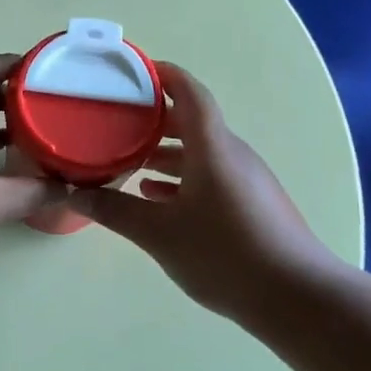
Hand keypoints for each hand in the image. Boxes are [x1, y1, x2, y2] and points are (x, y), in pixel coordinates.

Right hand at [68, 63, 343, 315]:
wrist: (296, 299)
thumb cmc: (224, 254)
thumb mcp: (158, 233)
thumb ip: (114, 210)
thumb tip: (73, 194)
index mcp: (212, 147)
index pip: (189, 93)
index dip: (163, 75)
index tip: (133, 71)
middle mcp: (232, 155)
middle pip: (192, 122)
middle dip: (154, 119)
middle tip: (116, 121)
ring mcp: (246, 181)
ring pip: (200, 153)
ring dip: (165, 153)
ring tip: (128, 162)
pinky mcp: (252, 205)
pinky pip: (211, 176)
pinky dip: (182, 178)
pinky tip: (156, 199)